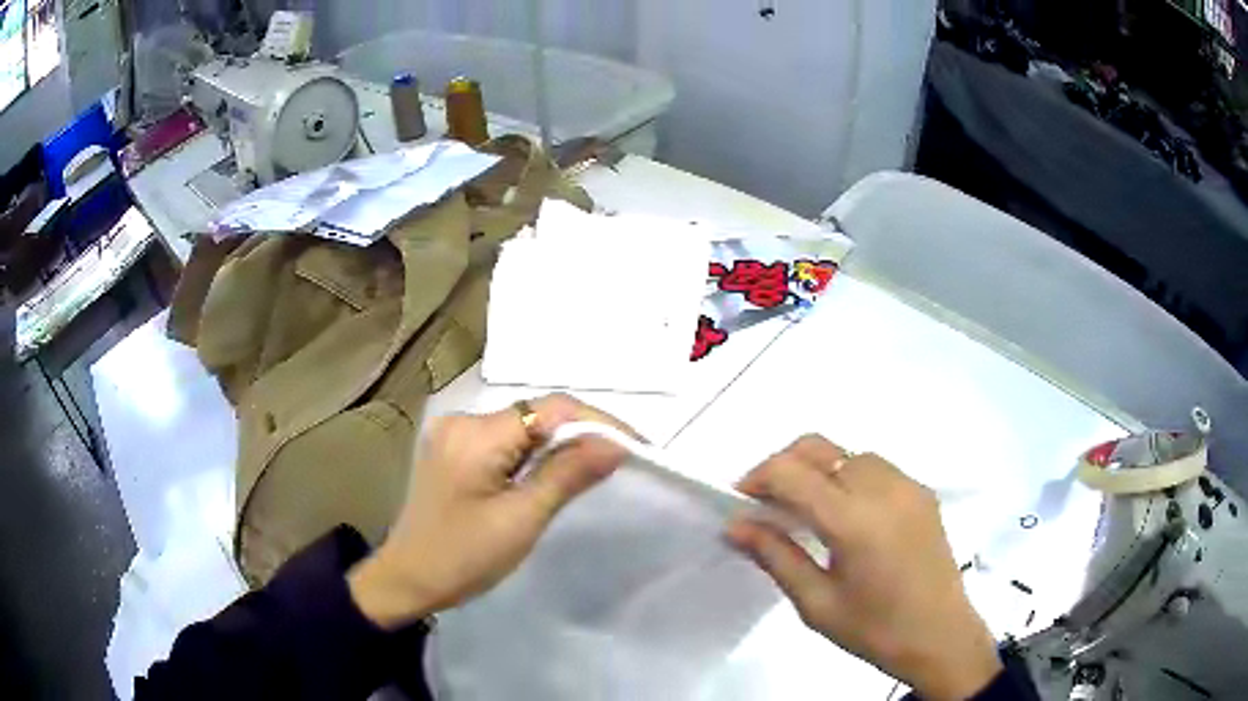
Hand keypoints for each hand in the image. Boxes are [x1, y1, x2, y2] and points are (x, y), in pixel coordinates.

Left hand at [348, 394, 630, 629]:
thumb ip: (567, 474)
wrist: (408, 580)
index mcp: (476, 433)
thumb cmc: (464, 557)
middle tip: (620, 461)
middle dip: (580, 434)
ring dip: (558, 445)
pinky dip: (533, 454)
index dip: (599, 423)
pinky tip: (549, 475)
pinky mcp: (453, 449)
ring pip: (523, 427)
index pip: (552, 409)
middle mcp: (463, 420)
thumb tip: (616, 444)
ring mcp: (454, 433)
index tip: (637, 447)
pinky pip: (505, 441)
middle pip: (536, 413)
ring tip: (593, 469)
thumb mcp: (521, 519)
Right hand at [726, 436, 1000, 700]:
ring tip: (807, 510)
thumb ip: (775, 556)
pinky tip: (847, 514)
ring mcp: (907, 485)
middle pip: (819, 446)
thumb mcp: (816, 603)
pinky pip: (876, 466)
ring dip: (818, 469)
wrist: (941, 636)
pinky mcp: (923, 492)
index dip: (757, 478)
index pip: (791, 472)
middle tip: (767, 504)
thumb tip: (735, 525)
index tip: (740, 503)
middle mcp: (882, 489)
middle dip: (783, 465)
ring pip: (848, 453)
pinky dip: (849, 476)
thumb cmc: (874, 630)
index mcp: (853, 521)